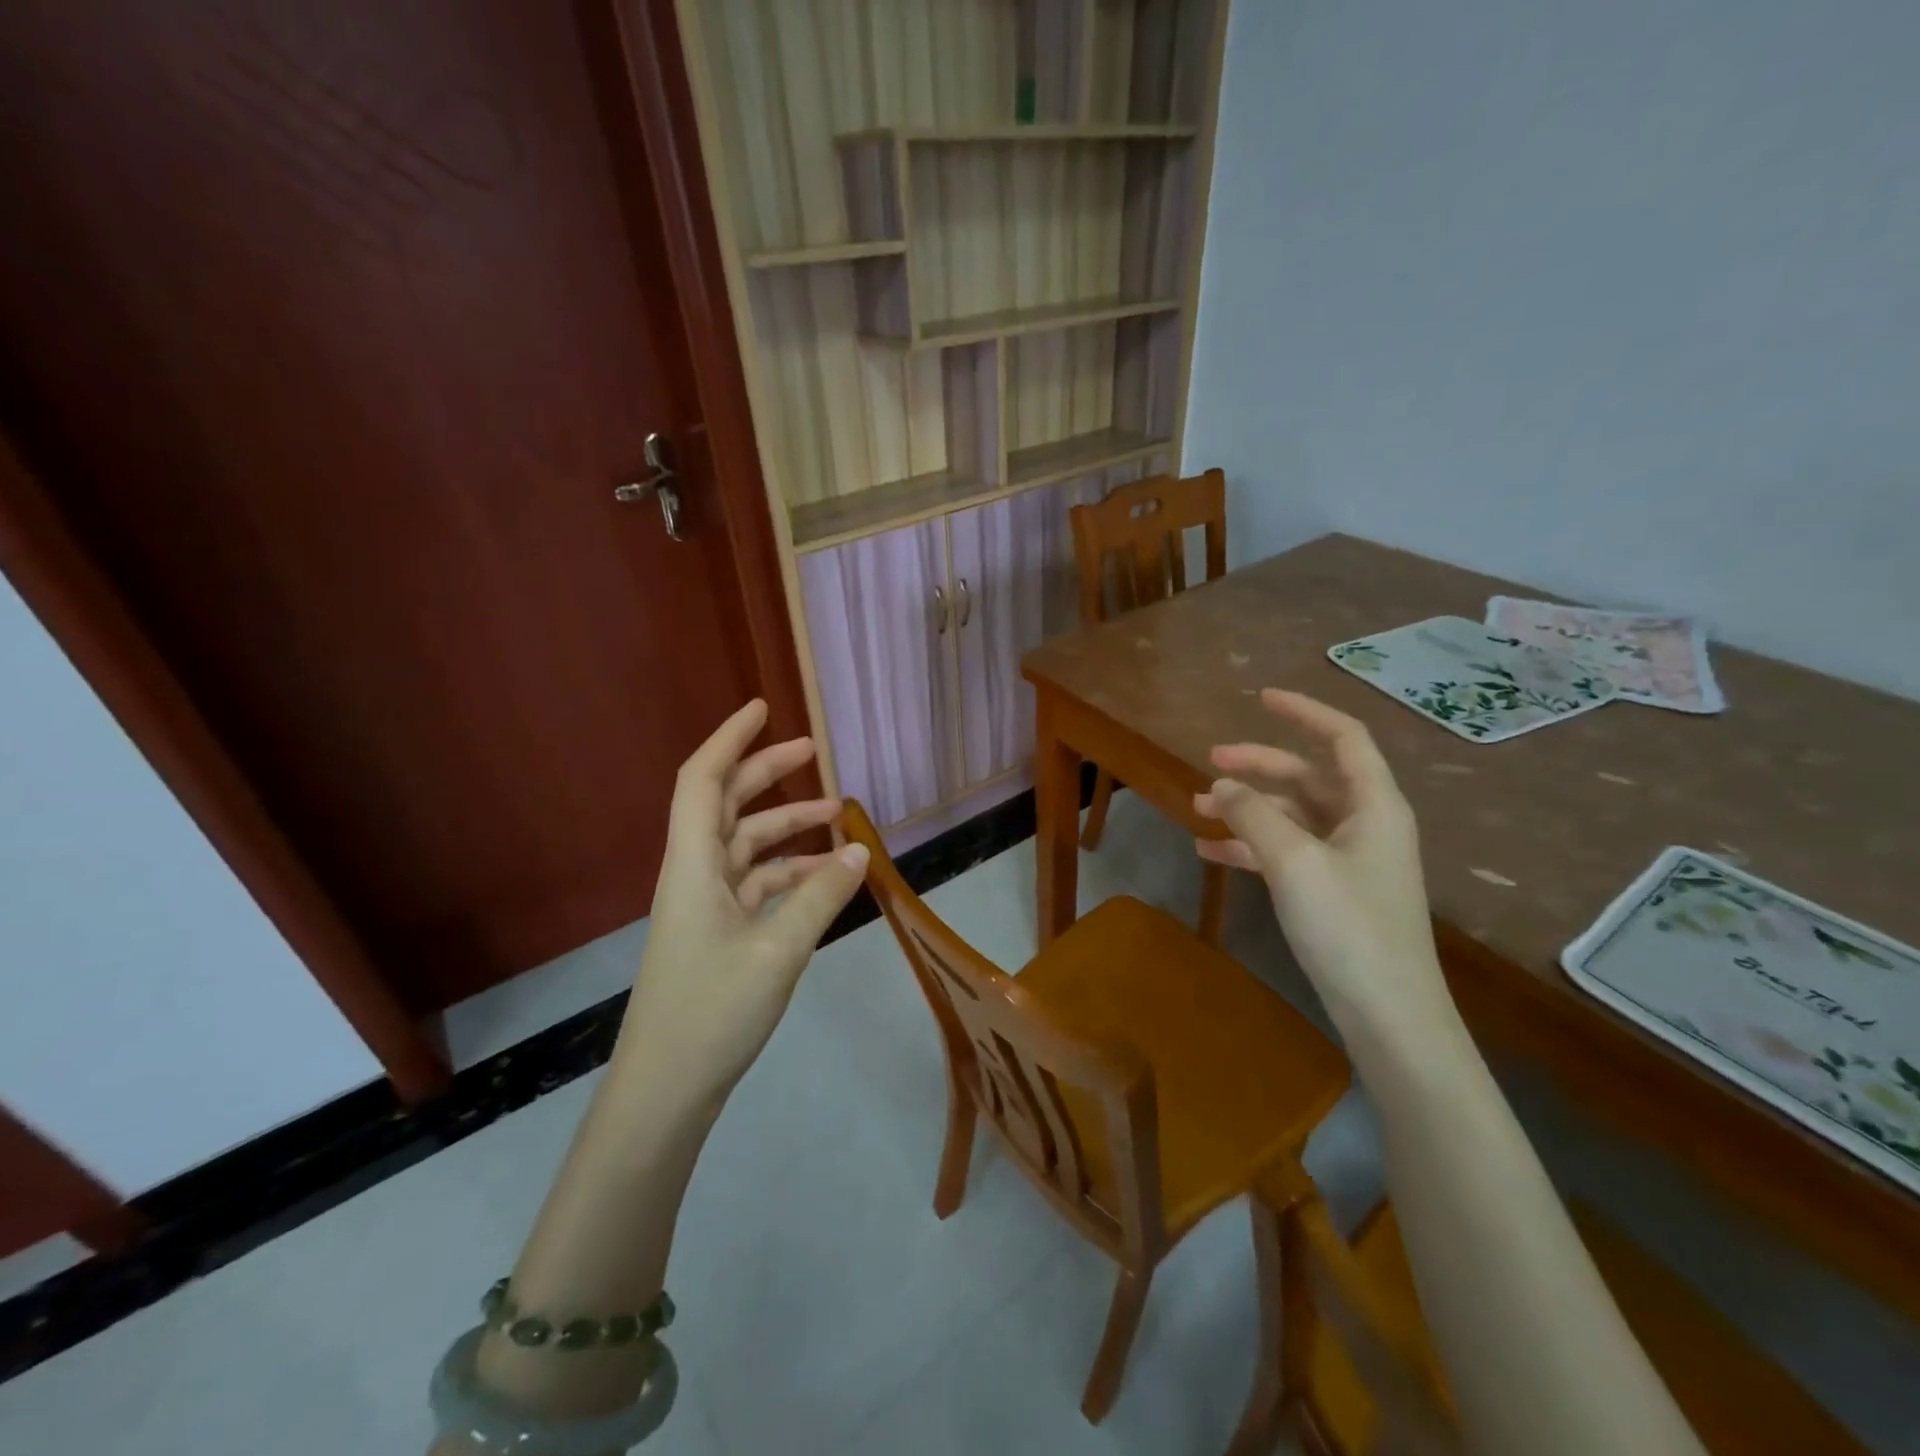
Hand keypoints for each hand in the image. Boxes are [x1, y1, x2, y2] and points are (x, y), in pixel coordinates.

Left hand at [618, 699, 868, 1110]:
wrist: (666, 1091)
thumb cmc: (713, 1013)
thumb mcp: (779, 951)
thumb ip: (820, 896)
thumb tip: (859, 851)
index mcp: (693, 865)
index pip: (703, 780)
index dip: (729, 739)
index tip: (763, 708)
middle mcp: (694, 875)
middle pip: (728, 805)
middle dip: (768, 774)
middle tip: (815, 753)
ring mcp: (705, 906)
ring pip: (747, 847)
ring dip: (788, 828)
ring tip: (839, 820)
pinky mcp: (717, 934)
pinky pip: (757, 885)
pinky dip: (791, 874)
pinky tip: (827, 880)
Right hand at [1194, 689, 1449, 1039]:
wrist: (1388, 1014)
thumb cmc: (1349, 928)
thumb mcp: (1294, 863)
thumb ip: (1253, 816)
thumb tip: (1221, 786)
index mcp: (1373, 805)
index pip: (1343, 738)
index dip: (1304, 712)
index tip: (1261, 697)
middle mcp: (1364, 823)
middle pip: (1307, 776)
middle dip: (1258, 766)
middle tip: (1209, 763)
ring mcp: (1348, 859)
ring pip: (1291, 815)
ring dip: (1247, 809)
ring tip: (1197, 809)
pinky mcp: (1332, 890)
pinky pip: (1286, 851)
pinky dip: (1250, 847)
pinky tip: (1211, 853)